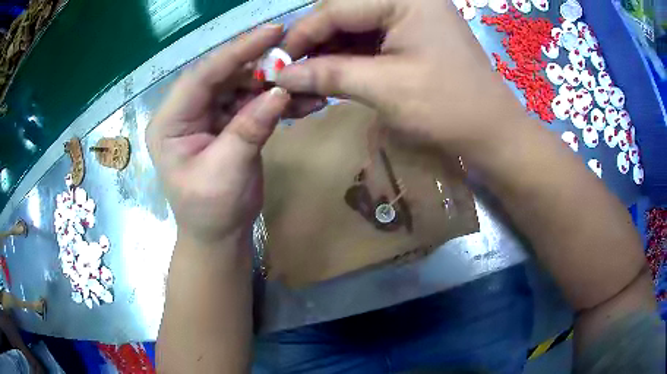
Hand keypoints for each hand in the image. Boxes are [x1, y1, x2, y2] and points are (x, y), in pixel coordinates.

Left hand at [146, 25, 321, 244]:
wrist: (219, 235)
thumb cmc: (210, 211)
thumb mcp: (226, 172)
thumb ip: (249, 129)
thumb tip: (280, 91)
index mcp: (170, 122)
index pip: (202, 76)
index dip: (237, 51)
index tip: (272, 32)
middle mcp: (186, 112)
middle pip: (223, 75)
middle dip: (260, 63)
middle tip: (295, 51)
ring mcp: (207, 116)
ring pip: (241, 87)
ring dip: (274, 84)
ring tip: (306, 82)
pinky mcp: (227, 123)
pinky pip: (252, 104)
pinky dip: (276, 102)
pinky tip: (303, 102)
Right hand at [277, 0, 529, 157]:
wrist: (492, 130)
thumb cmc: (447, 107)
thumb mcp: (384, 88)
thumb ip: (328, 73)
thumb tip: (281, 73)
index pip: (336, 8)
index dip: (302, 35)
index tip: (277, 63)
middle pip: (344, 10)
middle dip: (316, 41)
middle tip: (294, 70)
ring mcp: (412, 12)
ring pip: (355, 23)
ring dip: (331, 48)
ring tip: (312, 75)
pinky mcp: (414, 30)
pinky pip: (371, 34)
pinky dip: (350, 53)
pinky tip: (336, 71)